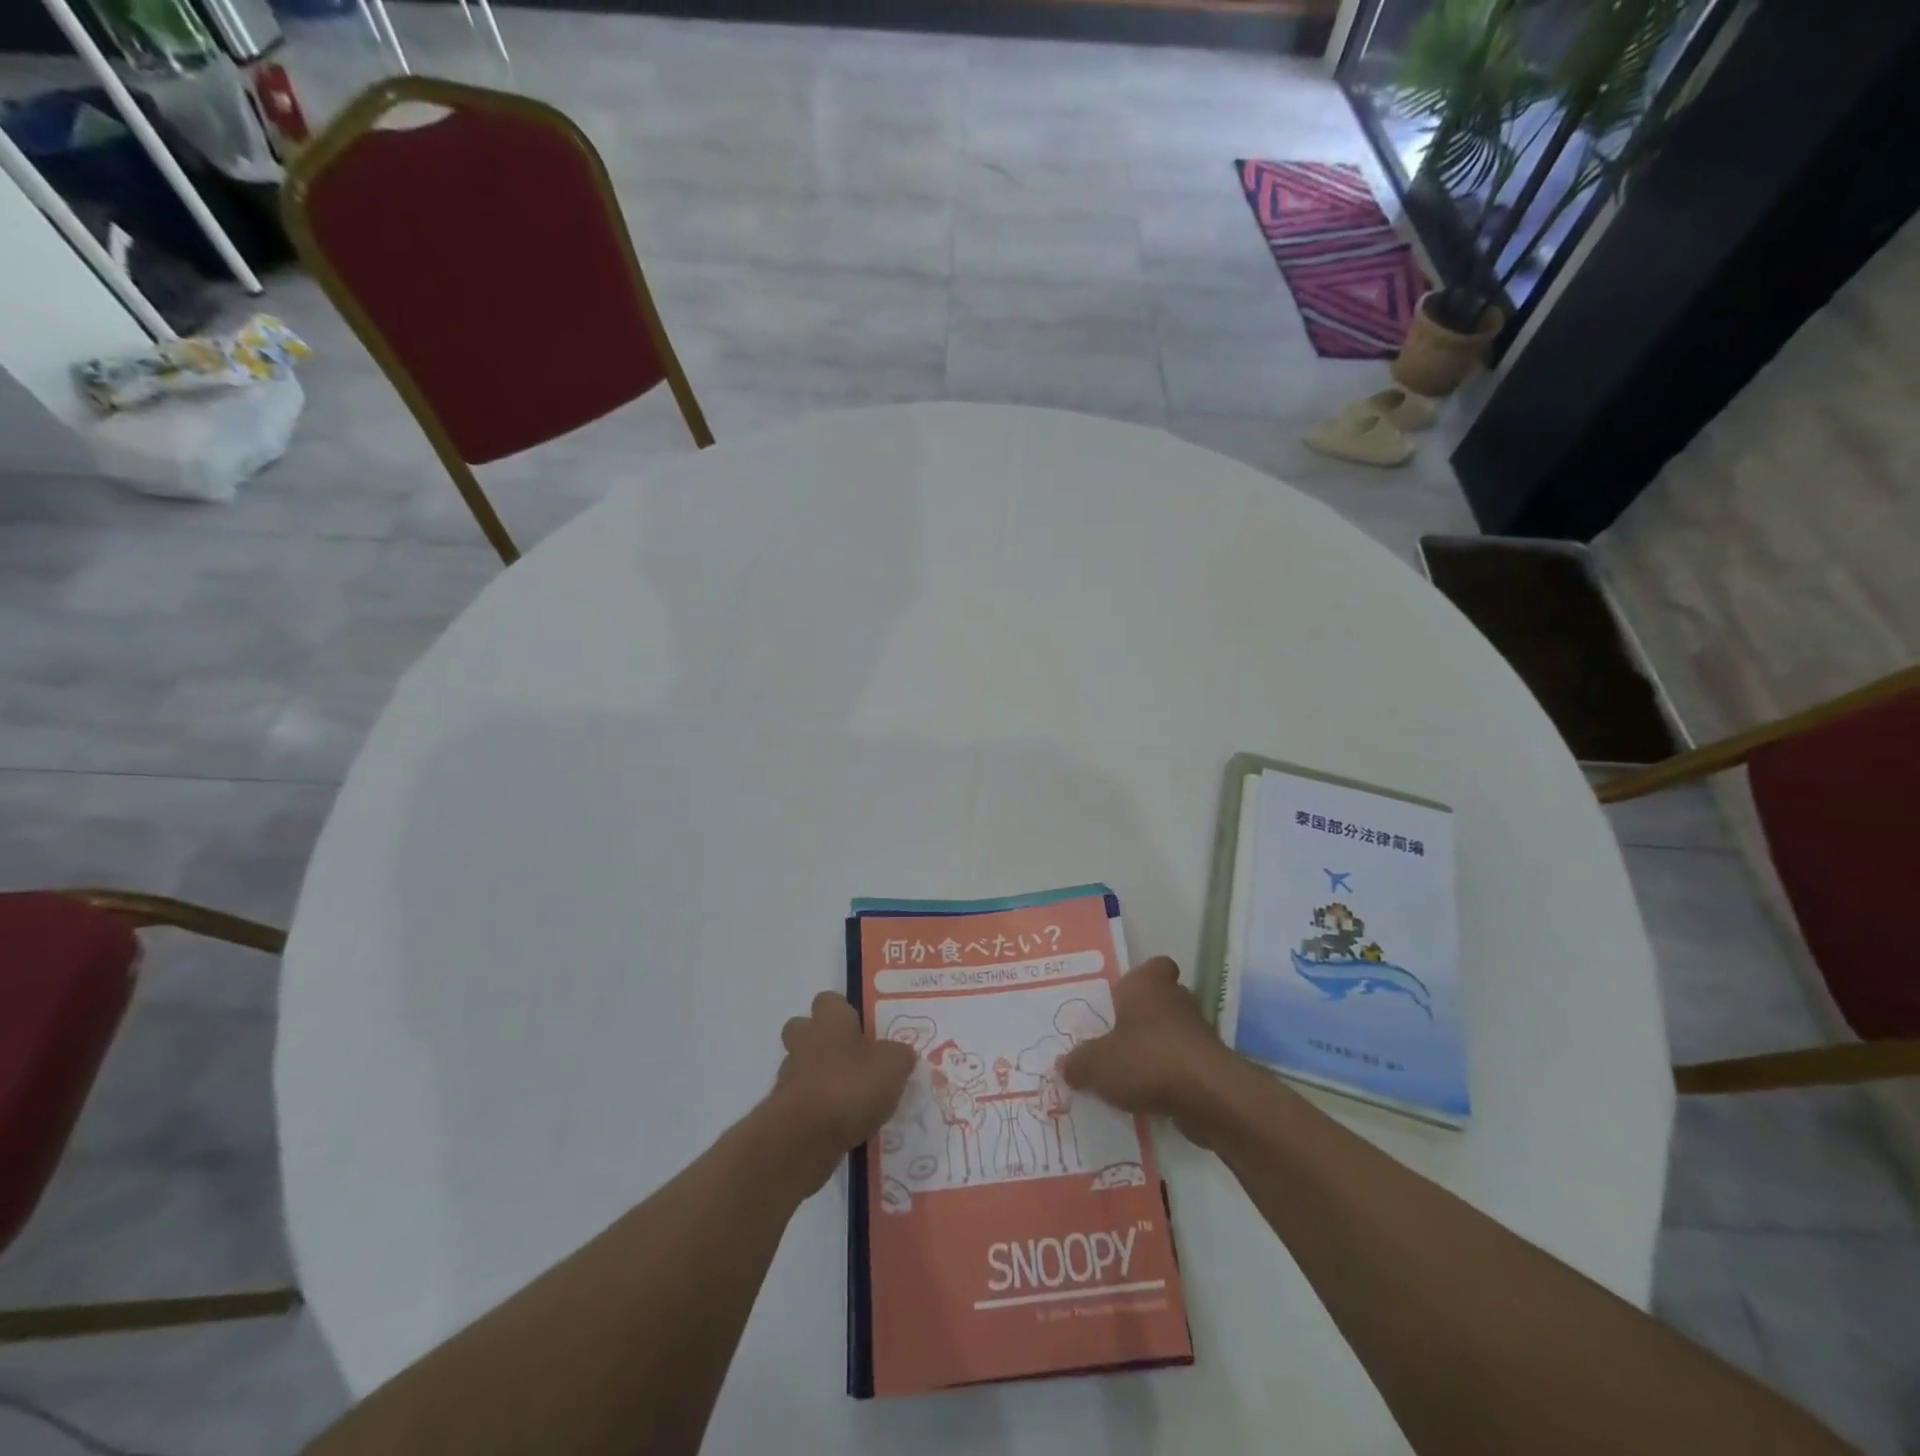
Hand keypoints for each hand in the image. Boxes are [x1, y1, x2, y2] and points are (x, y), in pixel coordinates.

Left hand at [767, 992, 915, 1190]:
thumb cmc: (851, 1085)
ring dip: (821, 1079)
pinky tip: (842, 1126)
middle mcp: (805, 1041)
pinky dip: (818, 1111)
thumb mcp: (893, 1065)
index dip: (844, 1011)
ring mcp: (789, 1077)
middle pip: (804, 1030)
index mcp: (830, 1020)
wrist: (804, 1137)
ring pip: (802, 1067)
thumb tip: (902, 1054)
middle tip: (852, 1059)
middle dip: (822, 1042)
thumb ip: (899, 1055)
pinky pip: (803, 1103)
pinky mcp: (783, 1113)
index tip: (861, 1028)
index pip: (829, 1001)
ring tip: (853, 1100)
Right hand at [1062, 958, 1236, 1145]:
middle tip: (1114, 1038)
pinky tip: (1147, 1097)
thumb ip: (1078, 1062)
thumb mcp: (1095, 1063)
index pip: (1153, 966)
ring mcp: (1198, 1032)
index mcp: (1148, 983)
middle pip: (1160, 1000)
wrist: (1208, 1097)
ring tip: (1127, 1074)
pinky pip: (1182, 1065)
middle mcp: (1177, 999)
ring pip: (1172, 1034)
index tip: (1120, 999)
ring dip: (1155, 1050)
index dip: (1139, 979)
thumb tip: (1067, 1066)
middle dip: (1141, 1018)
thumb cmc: (1146, 1060)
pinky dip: (1169, 1077)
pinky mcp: (1211, 1065)